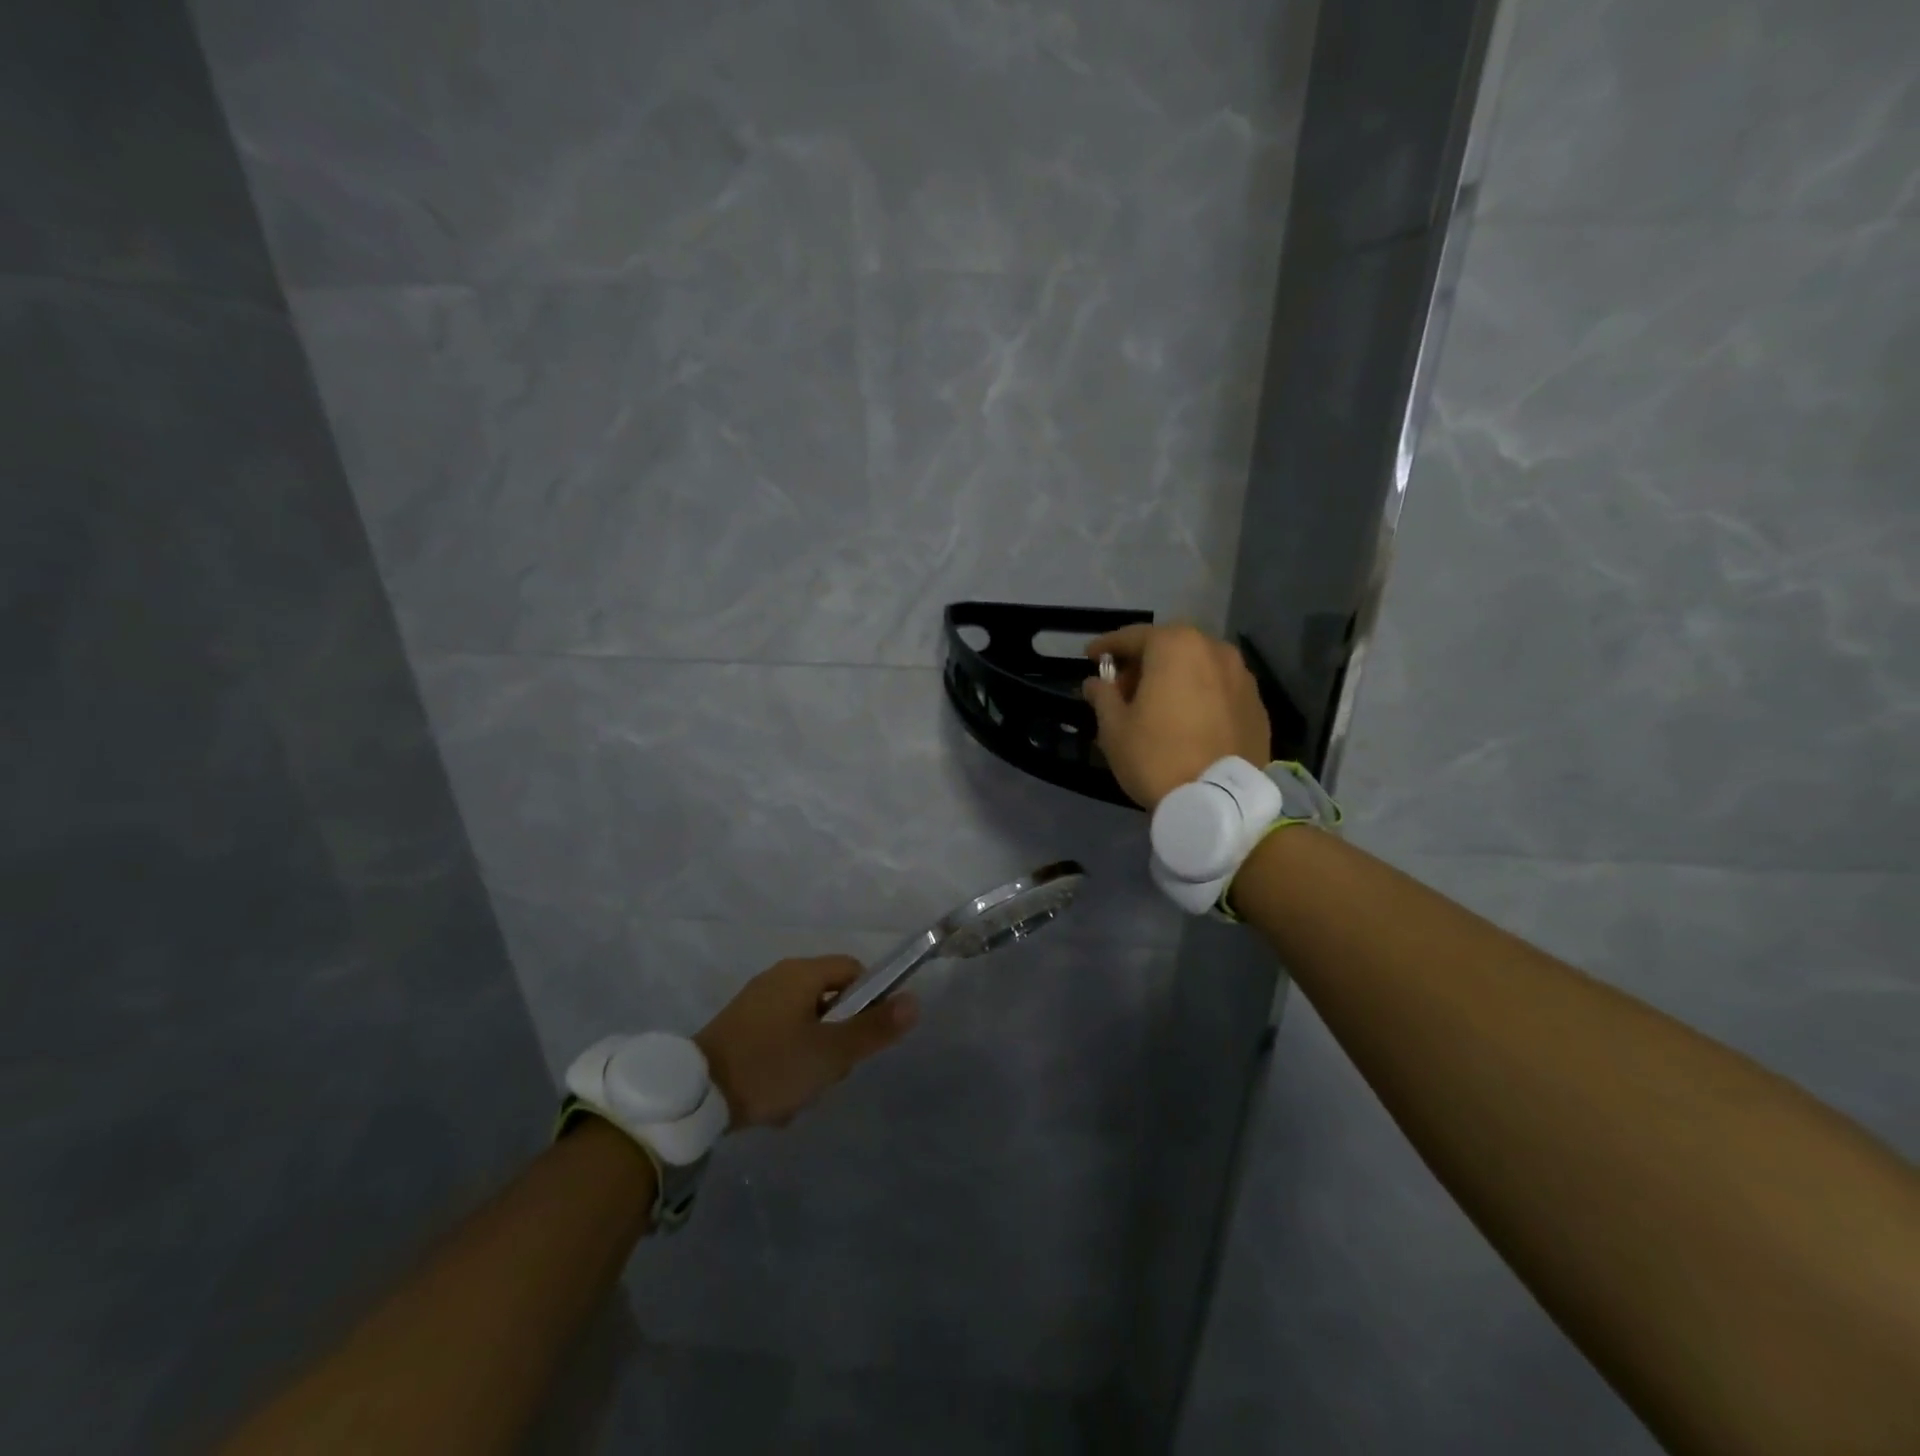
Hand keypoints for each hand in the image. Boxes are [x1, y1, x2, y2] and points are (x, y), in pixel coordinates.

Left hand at [694, 956, 917, 1129]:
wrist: (695, 1096)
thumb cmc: (771, 1065)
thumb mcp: (831, 1053)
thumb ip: (874, 1028)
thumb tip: (915, 1001)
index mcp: (801, 973)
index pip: (854, 971)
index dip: (868, 1001)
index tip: (862, 1039)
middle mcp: (779, 978)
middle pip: (831, 1002)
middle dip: (837, 1041)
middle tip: (829, 1074)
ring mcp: (756, 1004)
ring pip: (806, 1028)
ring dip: (811, 1061)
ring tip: (799, 1096)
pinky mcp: (738, 1030)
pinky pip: (779, 1041)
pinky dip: (785, 1066)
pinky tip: (776, 1100)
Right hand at [1082, 623, 1272, 810]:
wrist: (1220, 801)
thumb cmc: (1157, 756)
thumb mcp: (1114, 728)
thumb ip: (1102, 696)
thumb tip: (1096, 682)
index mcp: (1175, 646)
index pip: (1132, 636)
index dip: (1107, 646)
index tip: (1090, 658)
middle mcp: (1213, 649)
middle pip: (1169, 646)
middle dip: (1143, 662)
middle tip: (1122, 687)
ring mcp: (1242, 675)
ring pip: (1198, 666)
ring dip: (1174, 676)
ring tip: (1156, 705)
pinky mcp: (1257, 704)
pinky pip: (1218, 688)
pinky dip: (1199, 694)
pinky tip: (1186, 719)